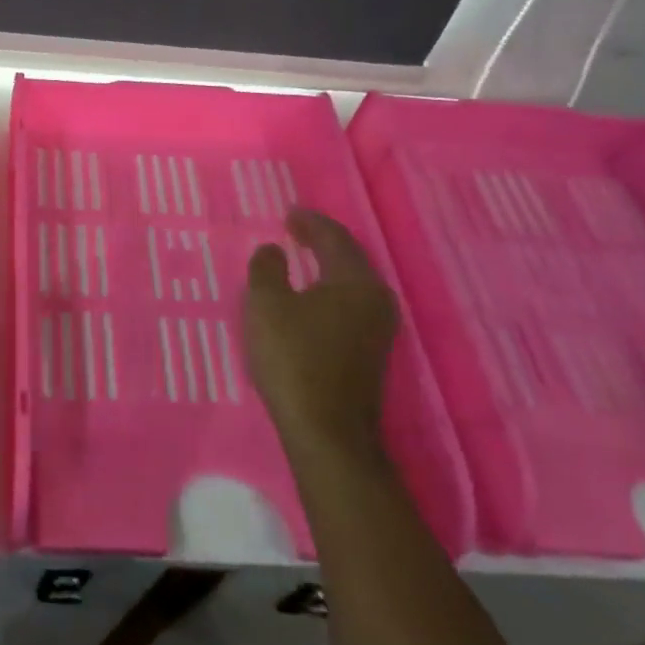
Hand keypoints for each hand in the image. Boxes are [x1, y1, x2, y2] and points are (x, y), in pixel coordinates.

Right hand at [245, 208, 398, 458]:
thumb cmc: (294, 359)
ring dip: (327, 266)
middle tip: (295, 229)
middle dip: (322, 241)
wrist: (327, 431)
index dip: (310, 222)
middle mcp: (376, 299)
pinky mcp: (370, 353)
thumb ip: (267, 269)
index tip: (289, 213)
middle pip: (349, 258)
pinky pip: (350, 305)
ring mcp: (378, 329)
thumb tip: (273, 250)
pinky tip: (312, 297)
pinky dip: (330, 290)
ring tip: (302, 257)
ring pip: (352, 283)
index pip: (335, 238)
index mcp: (355, 281)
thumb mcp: (266, 305)